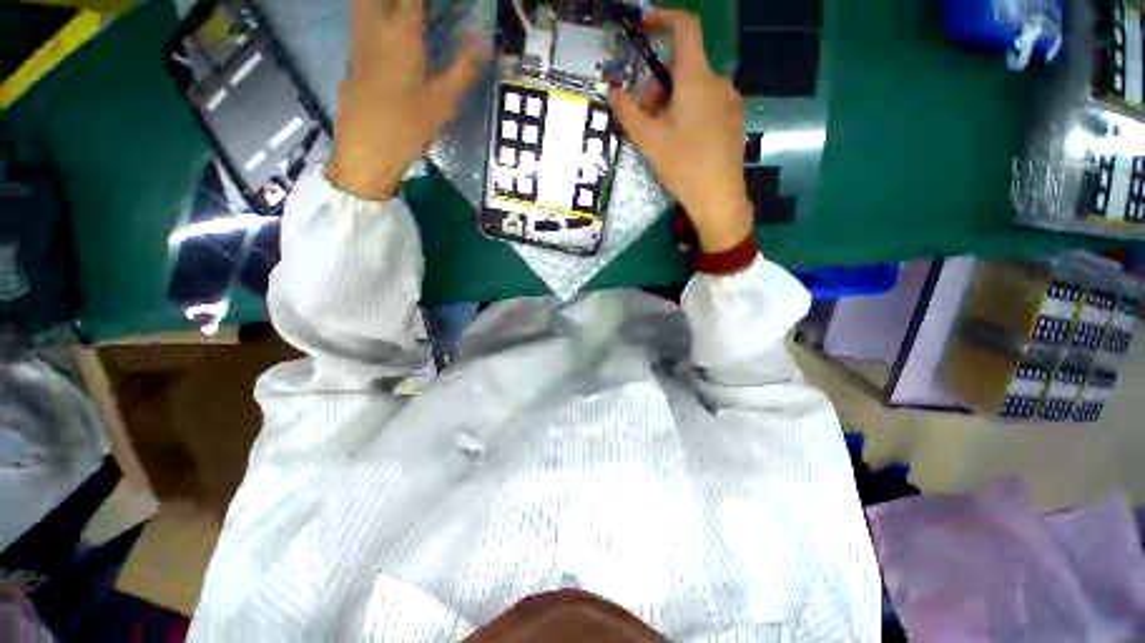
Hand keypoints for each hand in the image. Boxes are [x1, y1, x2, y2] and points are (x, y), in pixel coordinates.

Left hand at [329, 0, 480, 200]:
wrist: (366, 152)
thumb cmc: (407, 127)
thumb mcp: (443, 103)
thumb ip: (463, 69)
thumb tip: (481, 42)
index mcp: (402, 35)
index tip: (446, 6)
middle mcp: (375, 29)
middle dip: (402, 1)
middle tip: (422, 12)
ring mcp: (358, 44)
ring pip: (365, 5)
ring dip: (385, 6)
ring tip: (407, 19)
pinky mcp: (352, 61)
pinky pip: (363, 25)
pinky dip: (377, 20)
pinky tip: (391, 37)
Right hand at [610, 11, 752, 252]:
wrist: (719, 197)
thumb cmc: (683, 166)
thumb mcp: (649, 141)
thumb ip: (628, 112)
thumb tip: (614, 91)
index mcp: (697, 79)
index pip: (685, 28)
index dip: (664, 19)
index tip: (645, 29)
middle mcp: (718, 81)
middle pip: (684, 66)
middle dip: (660, 84)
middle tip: (646, 117)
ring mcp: (730, 100)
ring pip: (695, 87)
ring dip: (673, 100)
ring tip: (663, 136)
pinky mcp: (734, 118)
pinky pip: (708, 102)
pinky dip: (690, 110)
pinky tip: (684, 141)